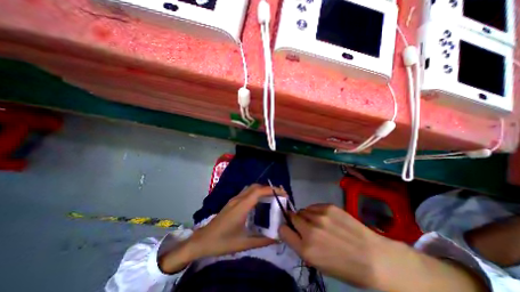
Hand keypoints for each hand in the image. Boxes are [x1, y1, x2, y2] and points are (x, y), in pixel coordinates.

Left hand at [162, 184, 285, 273]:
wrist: (202, 240)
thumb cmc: (222, 242)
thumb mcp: (244, 243)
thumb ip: (262, 240)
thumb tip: (277, 237)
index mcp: (241, 207)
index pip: (258, 191)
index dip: (272, 190)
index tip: (283, 193)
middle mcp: (238, 199)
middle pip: (255, 187)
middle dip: (269, 188)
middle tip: (279, 196)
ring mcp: (234, 199)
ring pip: (250, 188)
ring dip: (262, 189)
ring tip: (272, 198)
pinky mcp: (232, 202)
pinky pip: (247, 192)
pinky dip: (256, 193)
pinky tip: (260, 202)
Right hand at [279, 205, 398, 287]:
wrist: (374, 258)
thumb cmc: (345, 267)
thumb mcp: (318, 263)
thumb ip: (301, 245)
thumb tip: (292, 231)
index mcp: (306, 249)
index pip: (282, 230)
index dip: (285, 229)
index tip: (290, 229)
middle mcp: (309, 230)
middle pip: (292, 217)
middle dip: (295, 221)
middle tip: (305, 225)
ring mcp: (319, 216)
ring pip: (302, 210)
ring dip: (306, 216)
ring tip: (317, 222)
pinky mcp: (328, 207)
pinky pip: (313, 206)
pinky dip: (315, 211)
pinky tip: (325, 217)